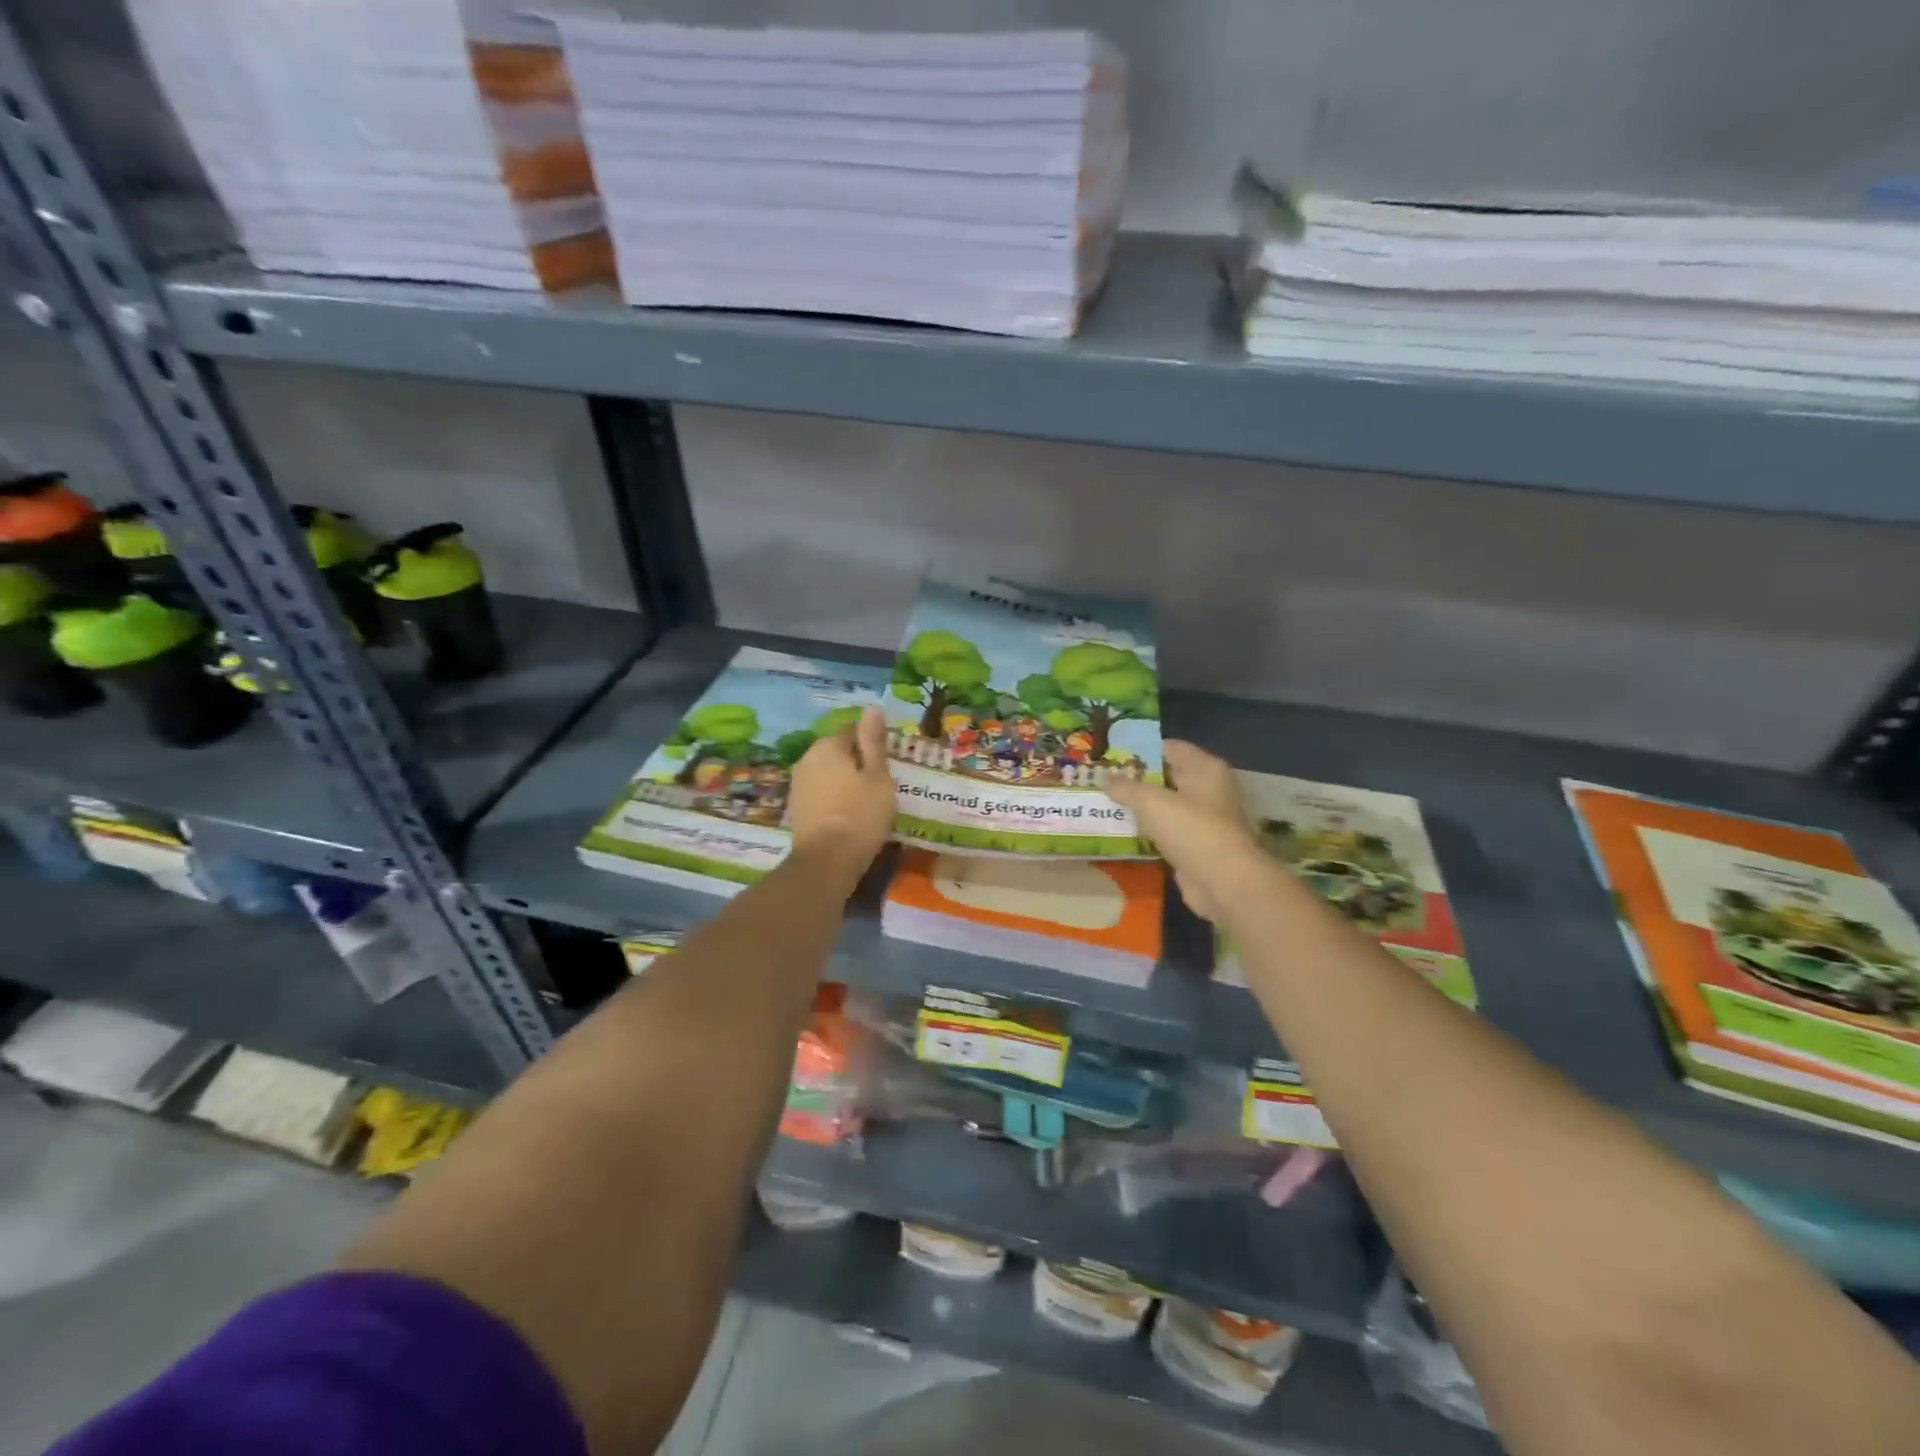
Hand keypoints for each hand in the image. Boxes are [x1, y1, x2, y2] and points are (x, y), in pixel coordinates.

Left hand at [788, 705, 896, 880]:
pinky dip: (834, 799)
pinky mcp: (797, 807)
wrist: (827, 861)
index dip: (871, 746)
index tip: (886, 766)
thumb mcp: (877, 775)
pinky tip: (848, 816)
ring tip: (866, 803)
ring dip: (844, 782)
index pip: (853, 731)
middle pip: (838, 752)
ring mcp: (798, 783)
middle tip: (879, 786)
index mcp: (828, 745)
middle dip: (856, 763)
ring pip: (828, 773)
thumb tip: (872, 708)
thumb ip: (873, 741)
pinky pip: (821, 793)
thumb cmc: (860, 814)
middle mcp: (807, 758)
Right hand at [1106, 740, 1267, 923]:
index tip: (1112, 756)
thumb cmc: (1191, 829)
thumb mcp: (1151, 801)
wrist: (1223, 882)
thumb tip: (1106, 778)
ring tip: (1107, 803)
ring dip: (1142, 807)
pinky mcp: (1197, 846)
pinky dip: (1149, 831)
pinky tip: (1124, 831)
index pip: (1170, 748)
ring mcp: (1205, 820)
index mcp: (1206, 768)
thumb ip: (1126, 787)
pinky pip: (1168, 831)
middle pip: (1168, 776)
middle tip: (1104, 780)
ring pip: (1167, 806)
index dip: (1141, 750)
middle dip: (1138, 779)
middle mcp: (1209, 789)